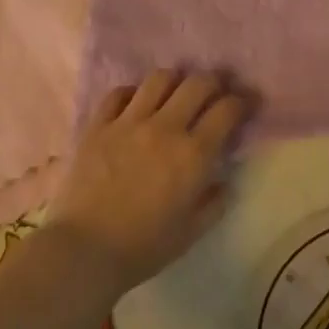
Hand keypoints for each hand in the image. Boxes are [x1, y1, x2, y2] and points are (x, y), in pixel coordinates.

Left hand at [47, 70, 247, 297]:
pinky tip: (135, 105)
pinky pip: (119, 93)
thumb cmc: (143, 247)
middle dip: (213, 82)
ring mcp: (128, 122)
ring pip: (159, 78)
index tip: (244, 104)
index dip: (241, 101)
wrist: (84, 250)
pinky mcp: (98, 125)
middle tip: (214, 92)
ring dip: (175, 81)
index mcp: (194, 154)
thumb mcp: (191, 232)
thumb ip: (214, 202)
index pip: (227, 110)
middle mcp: (165, 128)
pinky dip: (133, 93)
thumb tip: (223, 180)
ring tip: (175, 93)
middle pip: (197, 83)